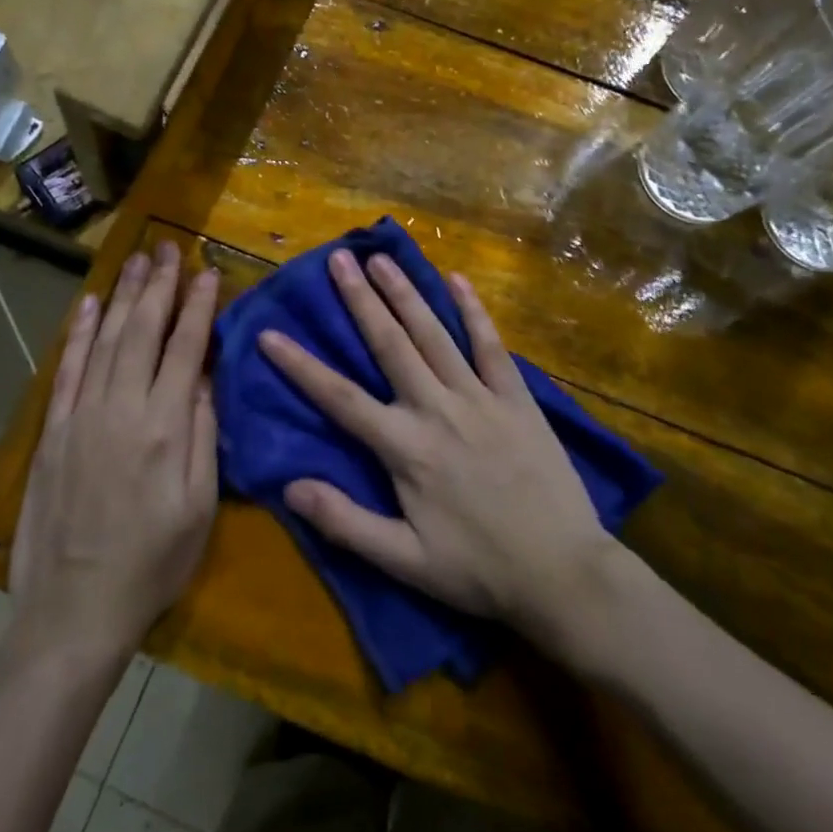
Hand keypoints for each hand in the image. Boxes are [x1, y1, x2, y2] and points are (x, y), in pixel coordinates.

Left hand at [10, 242, 220, 661]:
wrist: (73, 609)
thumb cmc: (152, 562)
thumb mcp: (199, 506)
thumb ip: (203, 433)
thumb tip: (205, 376)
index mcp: (164, 427)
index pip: (185, 348)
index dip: (198, 307)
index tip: (208, 272)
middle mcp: (121, 408)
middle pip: (143, 332)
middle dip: (159, 286)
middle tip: (168, 248)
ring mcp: (81, 416)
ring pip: (106, 340)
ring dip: (122, 297)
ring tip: (136, 260)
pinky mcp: (52, 430)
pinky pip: (67, 369)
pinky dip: (79, 334)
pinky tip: (89, 305)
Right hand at [260, 251, 616, 641]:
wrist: (563, 573)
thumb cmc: (478, 570)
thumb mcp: (405, 562)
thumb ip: (346, 522)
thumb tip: (289, 487)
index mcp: (406, 449)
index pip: (340, 398)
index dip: (301, 366)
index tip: (269, 334)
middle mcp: (437, 410)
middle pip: (390, 345)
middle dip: (360, 299)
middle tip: (338, 258)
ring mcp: (480, 398)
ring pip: (435, 334)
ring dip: (406, 293)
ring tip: (382, 259)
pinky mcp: (516, 398)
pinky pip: (491, 345)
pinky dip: (473, 311)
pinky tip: (457, 280)